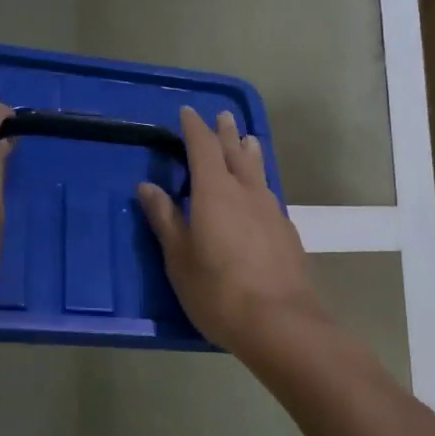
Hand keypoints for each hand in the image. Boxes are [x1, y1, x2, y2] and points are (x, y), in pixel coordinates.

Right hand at [137, 107, 327, 363]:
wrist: (280, 322)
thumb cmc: (218, 291)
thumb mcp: (179, 258)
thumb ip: (165, 219)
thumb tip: (148, 186)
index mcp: (214, 192)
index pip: (203, 147)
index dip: (194, 128)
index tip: (187, 113)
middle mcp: (246, 192)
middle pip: (235, 152)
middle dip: (225, 133)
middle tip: (222, 116)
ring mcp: (271, 210)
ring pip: (258, 171)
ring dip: (249, 152)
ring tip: (247, 140)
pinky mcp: (286, 231)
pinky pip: (269, 194)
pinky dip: (259, 182)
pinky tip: (260, 194)